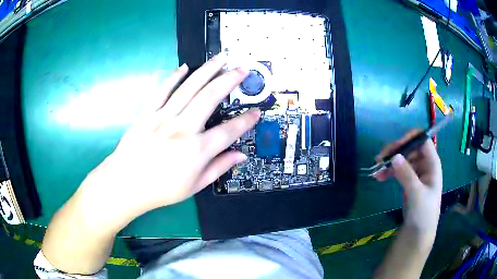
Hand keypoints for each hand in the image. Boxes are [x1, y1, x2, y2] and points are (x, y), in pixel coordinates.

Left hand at [78, 55, 258, 229]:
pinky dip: (173, 77)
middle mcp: (183, 128)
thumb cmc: (161, 190)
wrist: (126, 184)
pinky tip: (184, 67)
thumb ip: (219, 167)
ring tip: (220, 58)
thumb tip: (241, 155)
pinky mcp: (147, 113)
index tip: (257, 111)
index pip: (230, 130)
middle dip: (229, 80)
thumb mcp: (195, 186)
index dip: (247, 120)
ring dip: (207, 70)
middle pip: (210, 97)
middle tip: (242, 69)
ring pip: (189, 88)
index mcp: (197, 150)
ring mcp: (163, 117)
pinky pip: (162, 90)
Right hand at [374, 130, 441, 237]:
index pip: (422, 141)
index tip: (394, 148)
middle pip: (409, 148)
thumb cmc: (423, 213)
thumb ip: (407, 175)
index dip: (409, 139)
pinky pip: (398, 169)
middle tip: (380, 160)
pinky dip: (389, 171)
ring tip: (377, 171)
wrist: (418, 232)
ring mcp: (416, 172)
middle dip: (395, 152)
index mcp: (432, 163)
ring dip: (389, 162)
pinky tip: (379, 177)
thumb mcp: (416, 194)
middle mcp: (424, 164)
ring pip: (402, 158)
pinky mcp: (408, 180)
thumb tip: (394, 156)